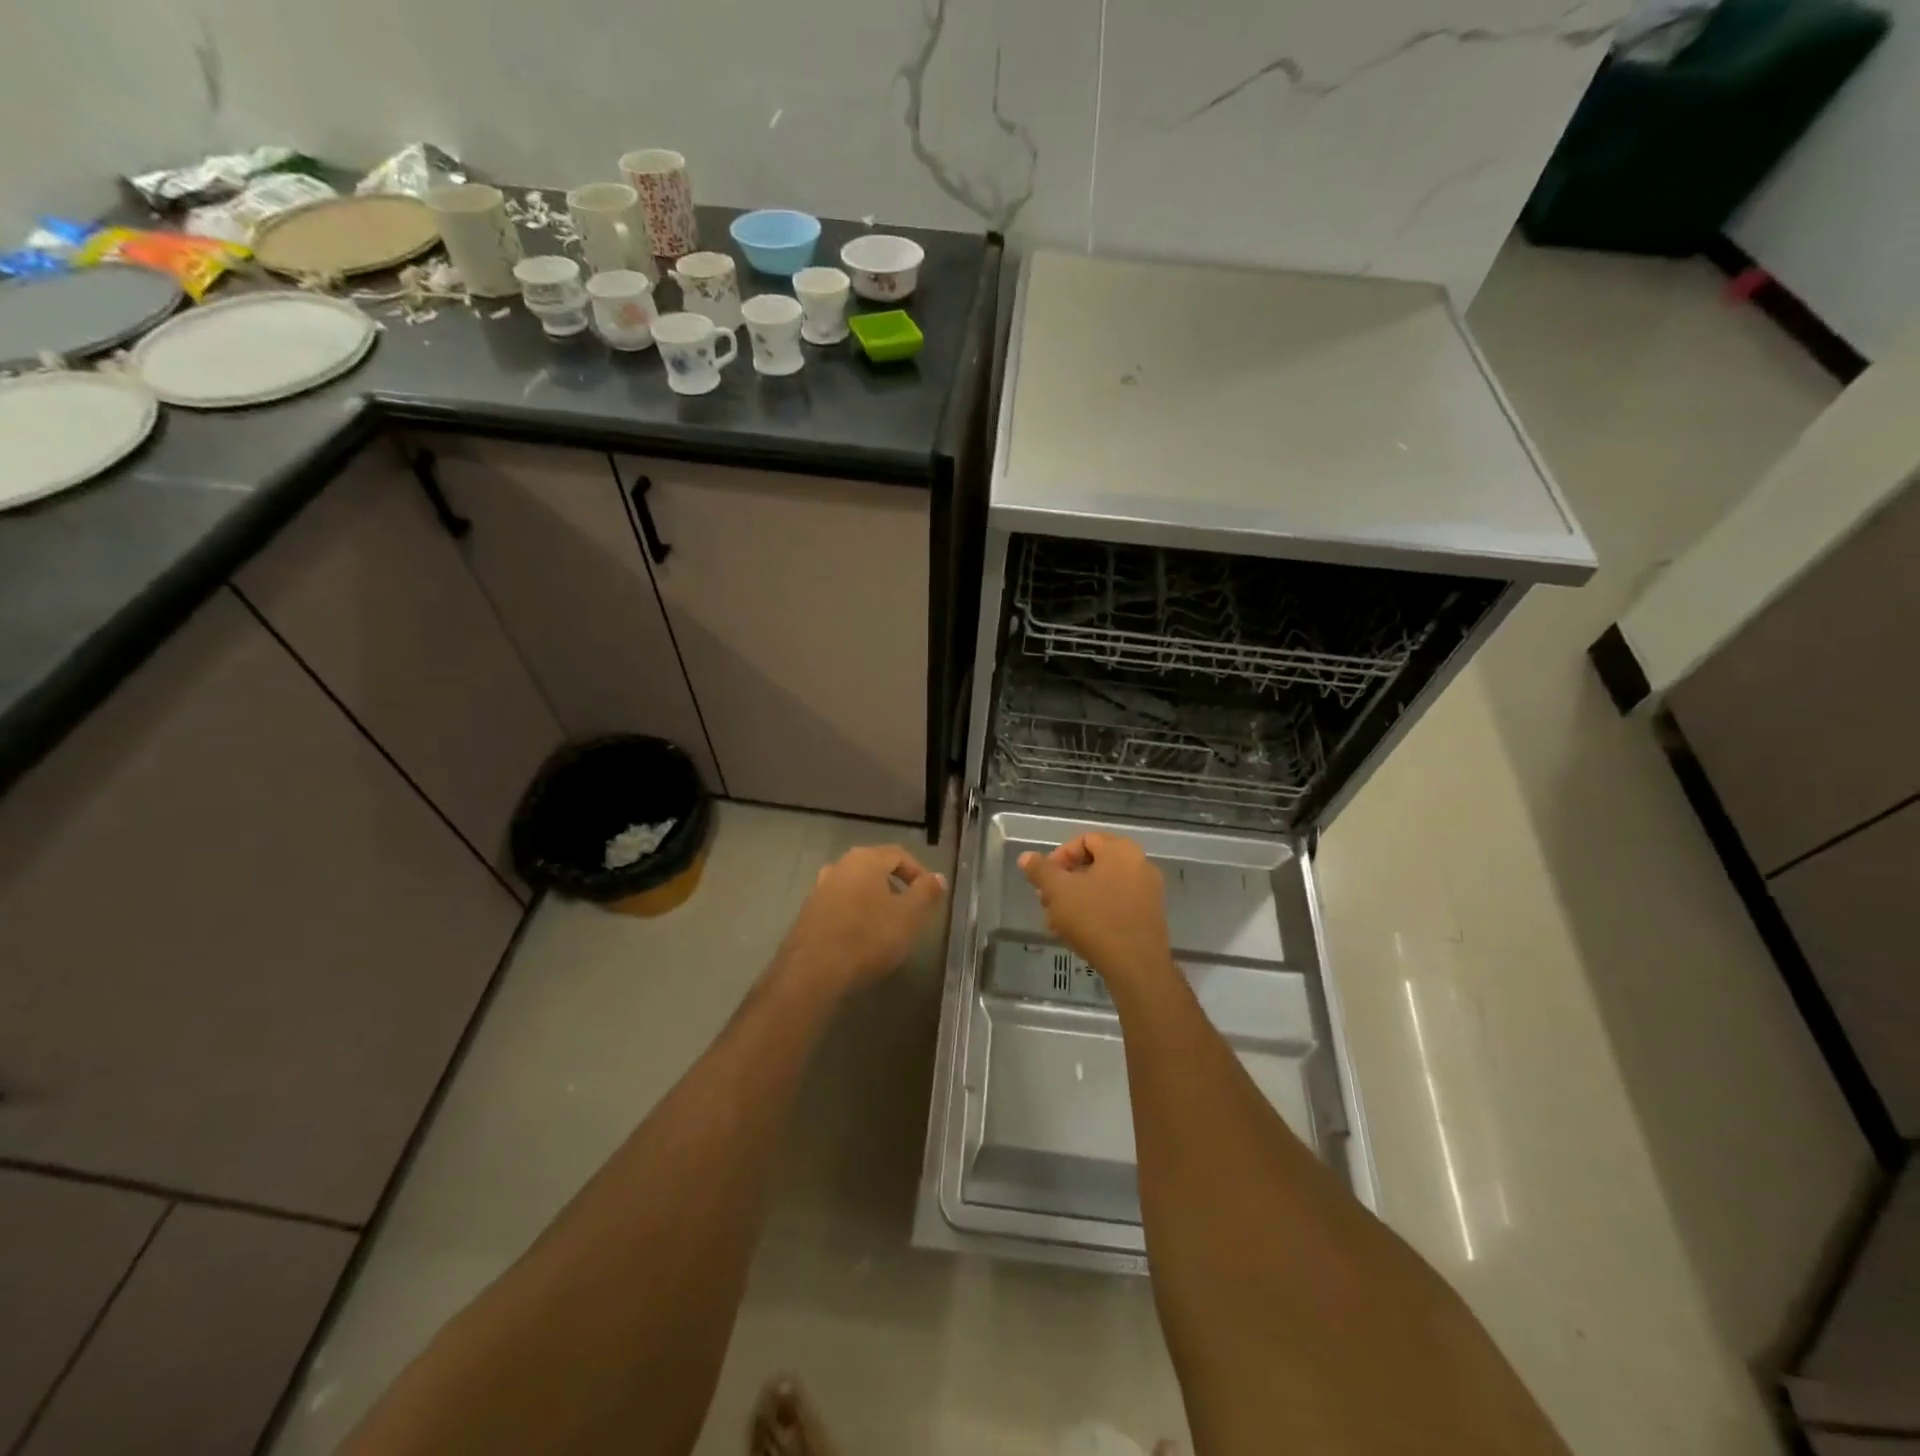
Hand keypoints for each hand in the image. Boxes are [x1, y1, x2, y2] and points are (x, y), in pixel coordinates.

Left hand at [774, 845, 947, 998]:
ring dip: (873, 901)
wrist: (813, 971)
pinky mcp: (807, 913)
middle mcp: (839, 866)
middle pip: (874, 868)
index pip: (899, 854)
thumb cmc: (868, 937)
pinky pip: (839, 905)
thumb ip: (926, 892)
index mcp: (865, 859)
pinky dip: (854, 914)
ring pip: (855, 887)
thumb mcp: (909, 916)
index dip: (918, 872)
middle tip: (909, 910)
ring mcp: (819, 889)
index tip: (929, 896)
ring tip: (886, 926)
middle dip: (895, 886)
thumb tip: (937, 877)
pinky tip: (860, 938)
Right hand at [1019, 834, 1173, 989]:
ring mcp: (1148, 892)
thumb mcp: (1058, 891)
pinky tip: (1076, 933)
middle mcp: (1140, 864)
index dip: (1059, 856)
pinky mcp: (1149, 917)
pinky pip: (1116, 904)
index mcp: (1121, 850)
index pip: (1084, 839)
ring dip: (1076, 899)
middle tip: (1046, 901)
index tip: (1044, 879)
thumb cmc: (1095, 919)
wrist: (1136, 966)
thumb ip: (1040, 870)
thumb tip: (1026, 857)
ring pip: (1103, 887)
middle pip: (1093, 864)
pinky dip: (1094, 912)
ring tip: (1056, 922)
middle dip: (1065, 881)